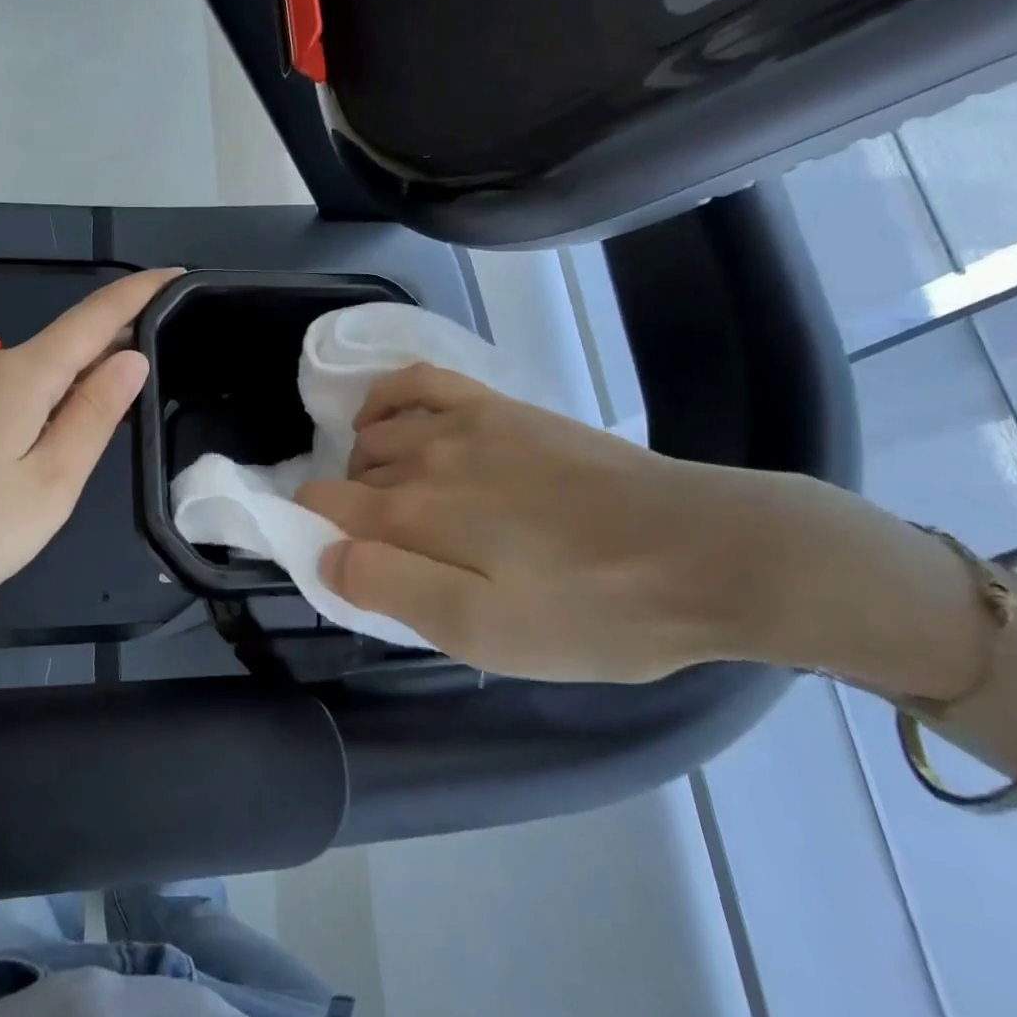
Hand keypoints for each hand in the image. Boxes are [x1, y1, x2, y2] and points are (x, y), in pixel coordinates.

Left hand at [0, 268, 179, 668]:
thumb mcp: (48, 485)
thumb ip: (93, 415)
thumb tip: (131, 356)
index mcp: (22, 374)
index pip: (96, 316)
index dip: (140, 293)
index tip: (178, 276)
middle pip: (64, 345)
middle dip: (110, 354)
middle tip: (150, 389)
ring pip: (33, 376)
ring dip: (71, 391)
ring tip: (88, 445)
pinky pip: (3, 396)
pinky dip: (36, 408)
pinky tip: (31, 455)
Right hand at [295, 363, 787, 683]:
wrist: (703, 553)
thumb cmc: (592, 610)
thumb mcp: (485, 634)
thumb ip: (391, 591)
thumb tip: (326, 556)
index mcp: (410, 516)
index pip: (320, 507)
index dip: (313, 534)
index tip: (342, 566)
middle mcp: (420, 457)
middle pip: (348, 476)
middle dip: (350, 513)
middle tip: (396, 559)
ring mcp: (460, 422)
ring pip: (374, 435)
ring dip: (367, 469)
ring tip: (402, 509)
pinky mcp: (498, 406)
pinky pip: (416, 382)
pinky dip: (386, 399)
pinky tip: (387, 420)